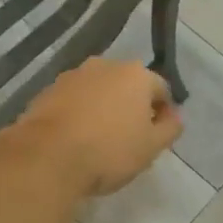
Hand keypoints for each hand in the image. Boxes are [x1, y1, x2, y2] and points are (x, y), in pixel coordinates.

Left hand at [8, 58, 183, 196]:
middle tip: (131, 138)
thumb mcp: (151, 147)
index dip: (164, 112)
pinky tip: (75, 138)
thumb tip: (175, 117)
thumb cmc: (108, 151)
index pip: (161, 89)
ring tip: (100, 139)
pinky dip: (79, 113)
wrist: (47, 157)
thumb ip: (170, 129)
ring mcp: (73, 76)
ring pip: (98, 91)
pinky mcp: (47, 90)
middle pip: (127, 85)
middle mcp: (105, 65)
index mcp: (135, 74)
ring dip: (103, 108)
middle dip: (132, 106)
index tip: (158, 136)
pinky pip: (73, 100)